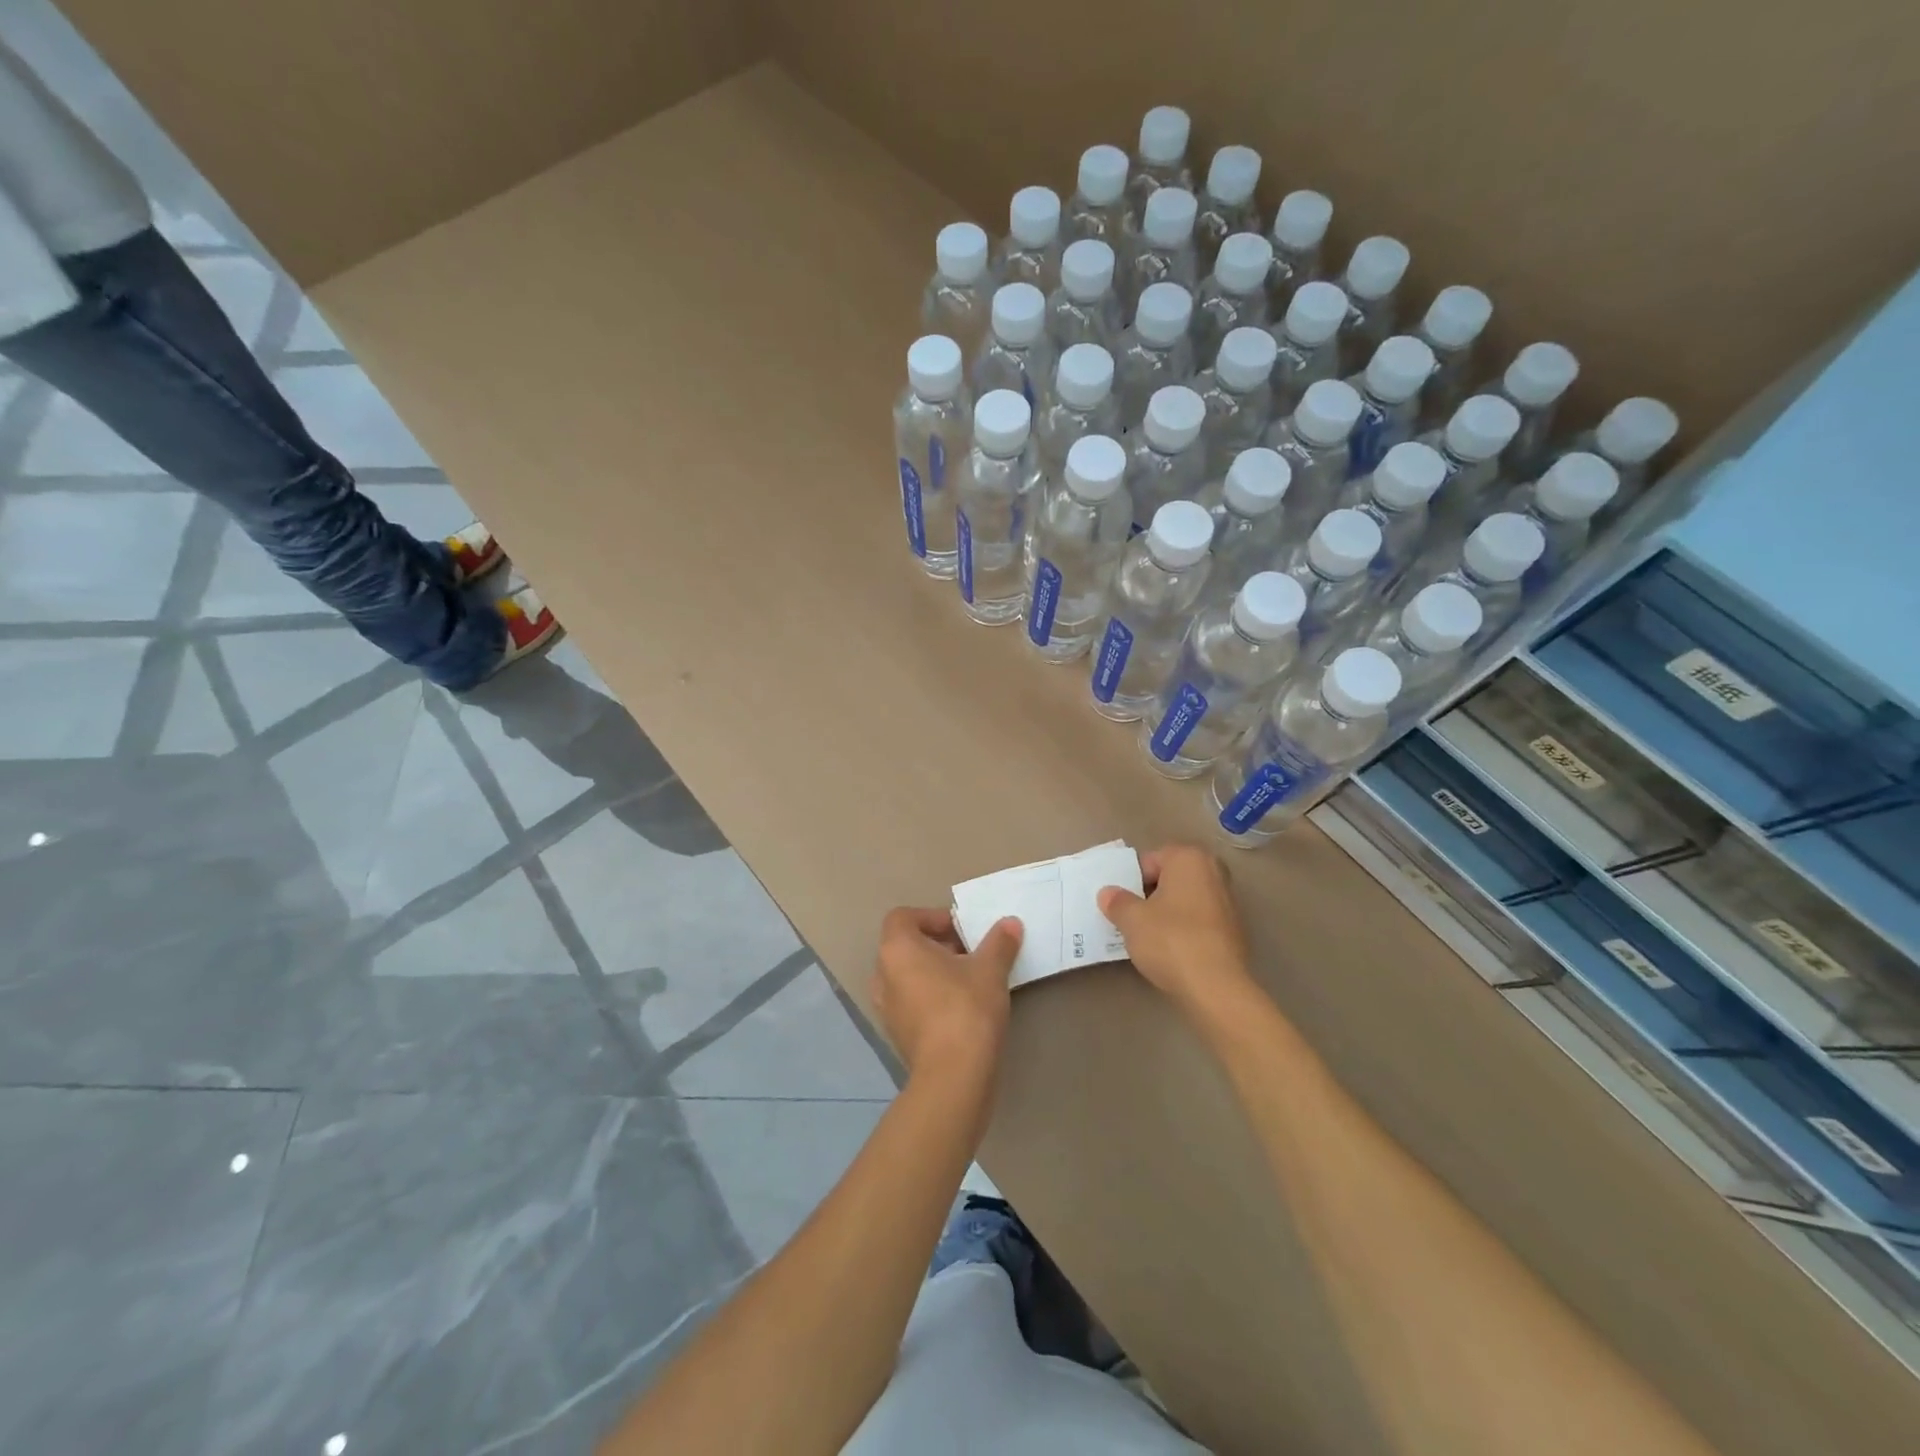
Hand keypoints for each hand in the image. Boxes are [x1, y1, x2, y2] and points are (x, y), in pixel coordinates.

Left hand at [872, 907, 1023, 1081]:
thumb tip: (1011, 923)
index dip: (932, 917)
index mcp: (897, 949)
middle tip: (971, 952)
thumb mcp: (990, 969)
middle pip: (906, 946)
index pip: (904, 917)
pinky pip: (911, 1002)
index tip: (962, 930)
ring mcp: (886, 1007)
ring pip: (908, 976)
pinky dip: (931, 997)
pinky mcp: (897, 1034)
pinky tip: (961, 1008)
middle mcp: (883, 974)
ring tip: (969, 979)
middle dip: (938, 944)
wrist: (953, 1076)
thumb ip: (999, 942)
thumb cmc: (966, 1008)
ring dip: (934, 972)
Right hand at [1098, 844, 1254, 1019]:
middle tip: (1130, 918)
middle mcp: (1213, 872)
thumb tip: (1108, 893)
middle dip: (1149, 895)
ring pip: (1184, 901)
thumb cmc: (1170, 940)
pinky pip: (1198, 922)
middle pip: (1169, 879)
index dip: (1130, 882)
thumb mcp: (1131, 919)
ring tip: (1147, 937)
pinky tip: (1170, 951)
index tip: (1120, 904)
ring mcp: (1228, 902)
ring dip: (1166, 914)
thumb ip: (1116, 901)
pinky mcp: (1234, 931)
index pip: (1149, 861)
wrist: (1216, 988)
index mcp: (1189, 858)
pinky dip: (1184, 930)